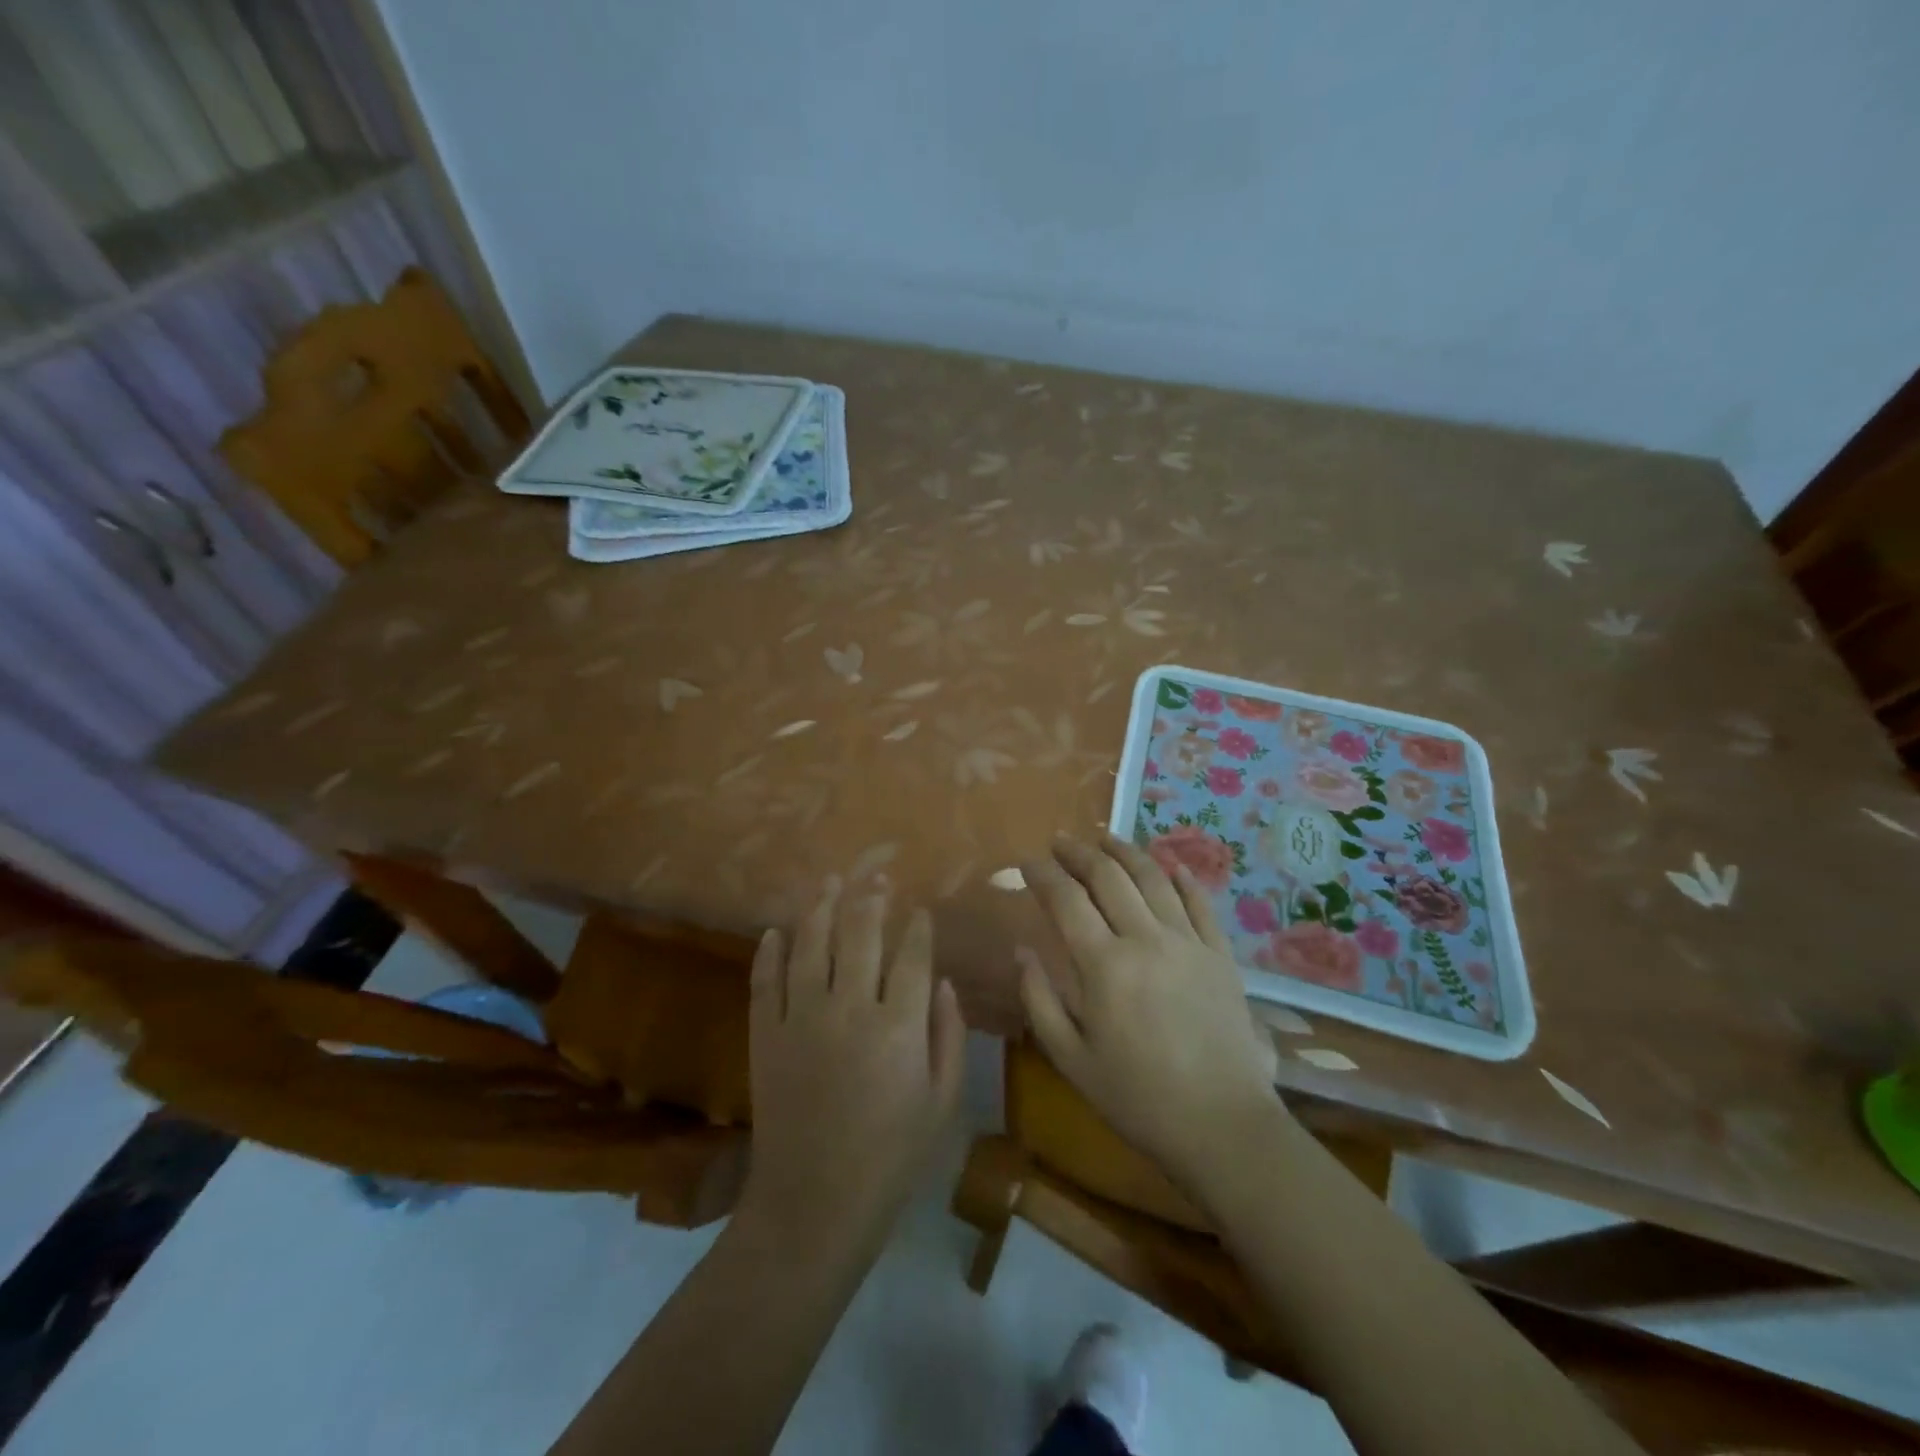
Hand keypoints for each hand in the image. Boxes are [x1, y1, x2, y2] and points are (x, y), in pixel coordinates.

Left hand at [740, 881, 966, 1246]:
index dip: (917, 928)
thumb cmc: (891, 1157)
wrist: (814, 1204)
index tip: (919, 910)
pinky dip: (769, 953)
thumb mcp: (941, 1102)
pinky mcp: (765, 1035)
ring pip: (811, 945)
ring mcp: (801, 1019)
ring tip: (829, 882)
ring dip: (821, 908)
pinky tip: (775, 931)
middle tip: (876, 876)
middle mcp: (849, 1009)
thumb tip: (944, 984)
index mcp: (898, 1026)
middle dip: (871, 899)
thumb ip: (949, 1036)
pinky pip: (764, 981)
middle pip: (860, 935)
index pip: (911, 956)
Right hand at [1019, 835, 1283, 1191]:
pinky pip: (1200, 902)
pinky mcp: (1221, 954)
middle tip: (1060, 841)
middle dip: (1079, 853)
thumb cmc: (1137, 1098)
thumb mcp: (1071, 1059)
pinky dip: (1182, 877)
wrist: (1222, 1126)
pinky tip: (1169, 864)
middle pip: (1108, 877)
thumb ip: (1039, 1000)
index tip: (1025, 863)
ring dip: (1125, 852)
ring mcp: (1189, 942)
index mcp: (1104, 966)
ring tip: (1104, 838)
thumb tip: (1022, 949)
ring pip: (1153, 878)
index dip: (1042, 875)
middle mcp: (1146, 939)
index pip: (1066, 900)